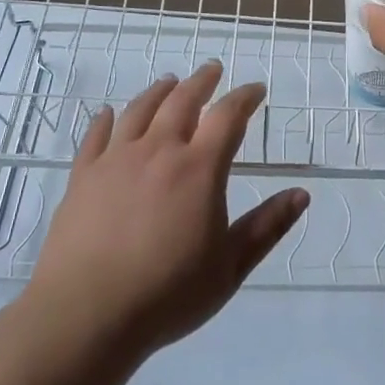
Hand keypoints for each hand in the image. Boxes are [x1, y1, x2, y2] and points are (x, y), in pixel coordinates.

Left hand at [29, 62, 307, 357]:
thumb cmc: (168, 293)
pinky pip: (96, 136)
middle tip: (212, 69)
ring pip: (140, 110)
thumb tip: (301, 194)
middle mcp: (159, 151)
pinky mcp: (83, 176)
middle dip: (202, 81)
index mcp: (199, 168)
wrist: (87, 315)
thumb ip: (267, 227)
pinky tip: (110, 113)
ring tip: (169, 82)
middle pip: (182, 100)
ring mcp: (116, 160)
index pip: (228, 116)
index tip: (256, 89)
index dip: (245, 97)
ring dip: (159, 91)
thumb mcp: (230, 267)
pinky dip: (107, 119)